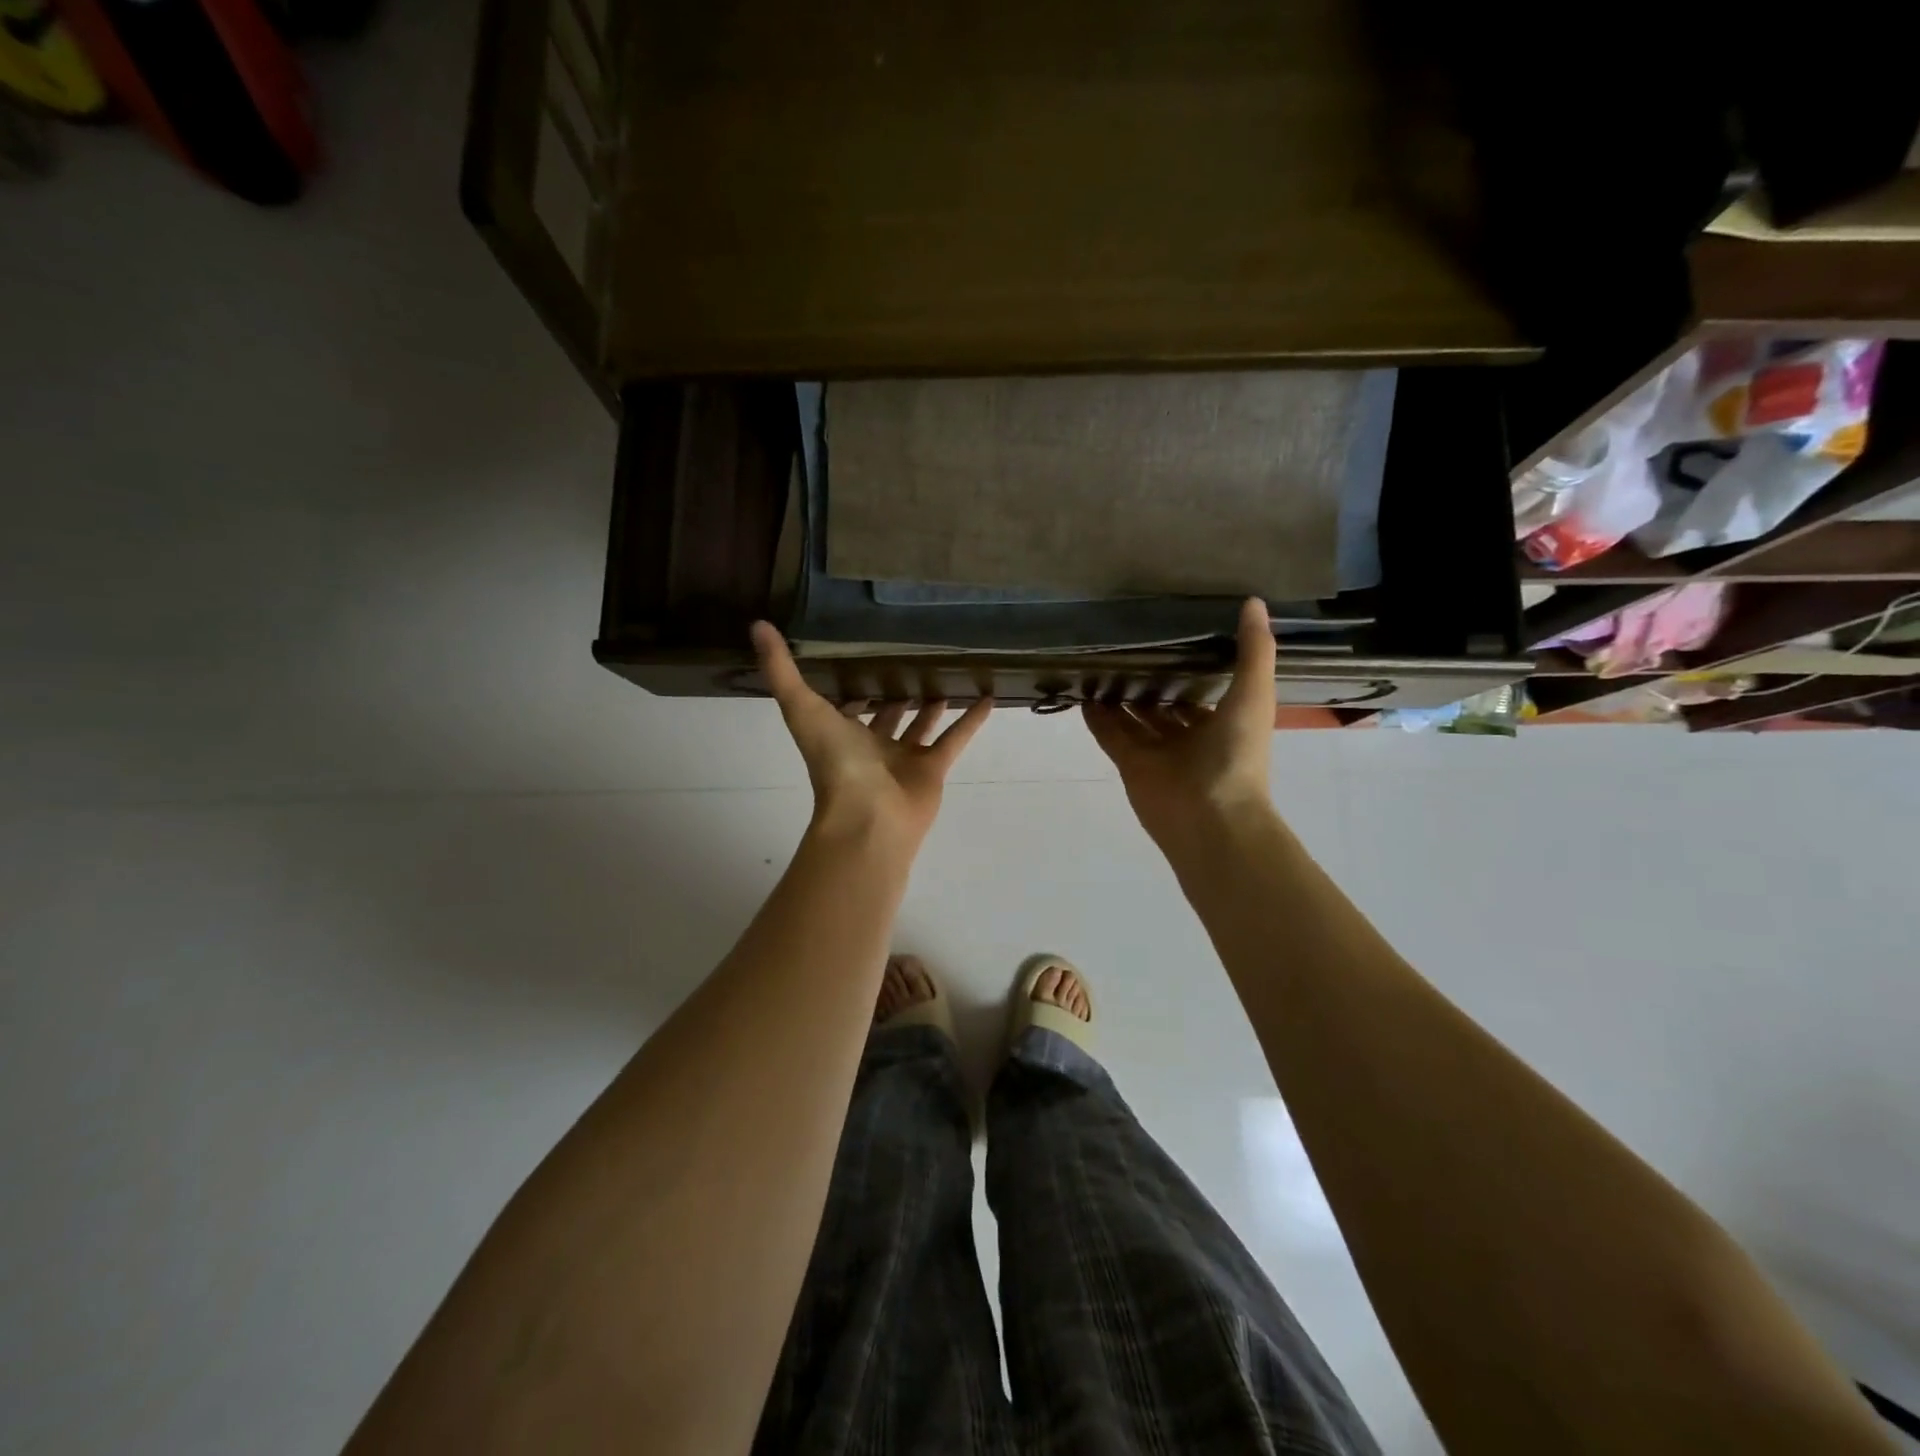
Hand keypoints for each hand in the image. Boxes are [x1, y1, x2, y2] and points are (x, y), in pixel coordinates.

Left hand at [753, 622, 992, 846]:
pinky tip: (987, 697)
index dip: (851, 685)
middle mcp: (871, 747)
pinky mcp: (933, 770)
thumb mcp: (803, 709)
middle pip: (885, 715)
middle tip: (910, 658)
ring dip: (931, 704)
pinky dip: (970, 721)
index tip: (861, 655)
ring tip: (945, 673)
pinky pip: (954, 740)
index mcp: (839, 734)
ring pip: (921, 726)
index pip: (845, 705)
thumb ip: (781, 670)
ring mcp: (903, 760)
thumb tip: (757, 625)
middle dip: (893, 692)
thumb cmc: (835, 765)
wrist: (868, 818)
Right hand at [1084, 597, 1277, 846]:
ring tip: (1101, 663)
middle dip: (1150, 682)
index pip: (1201, 692)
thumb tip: (1254, 602)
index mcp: (1222, 723)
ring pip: (1134, 720)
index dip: (1189, 668)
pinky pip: (1110, 736)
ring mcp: (1157, 753)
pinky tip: (1083, 693)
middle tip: (1128, 645)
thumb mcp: (1254, 694)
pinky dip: (1097, 719)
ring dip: (1119, 698)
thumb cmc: (1237, 755)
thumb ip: (1253, 651)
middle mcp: (1189, 738)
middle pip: (1164, 706)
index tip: (1172, 636)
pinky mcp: (1130, 764)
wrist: (1211, 817)